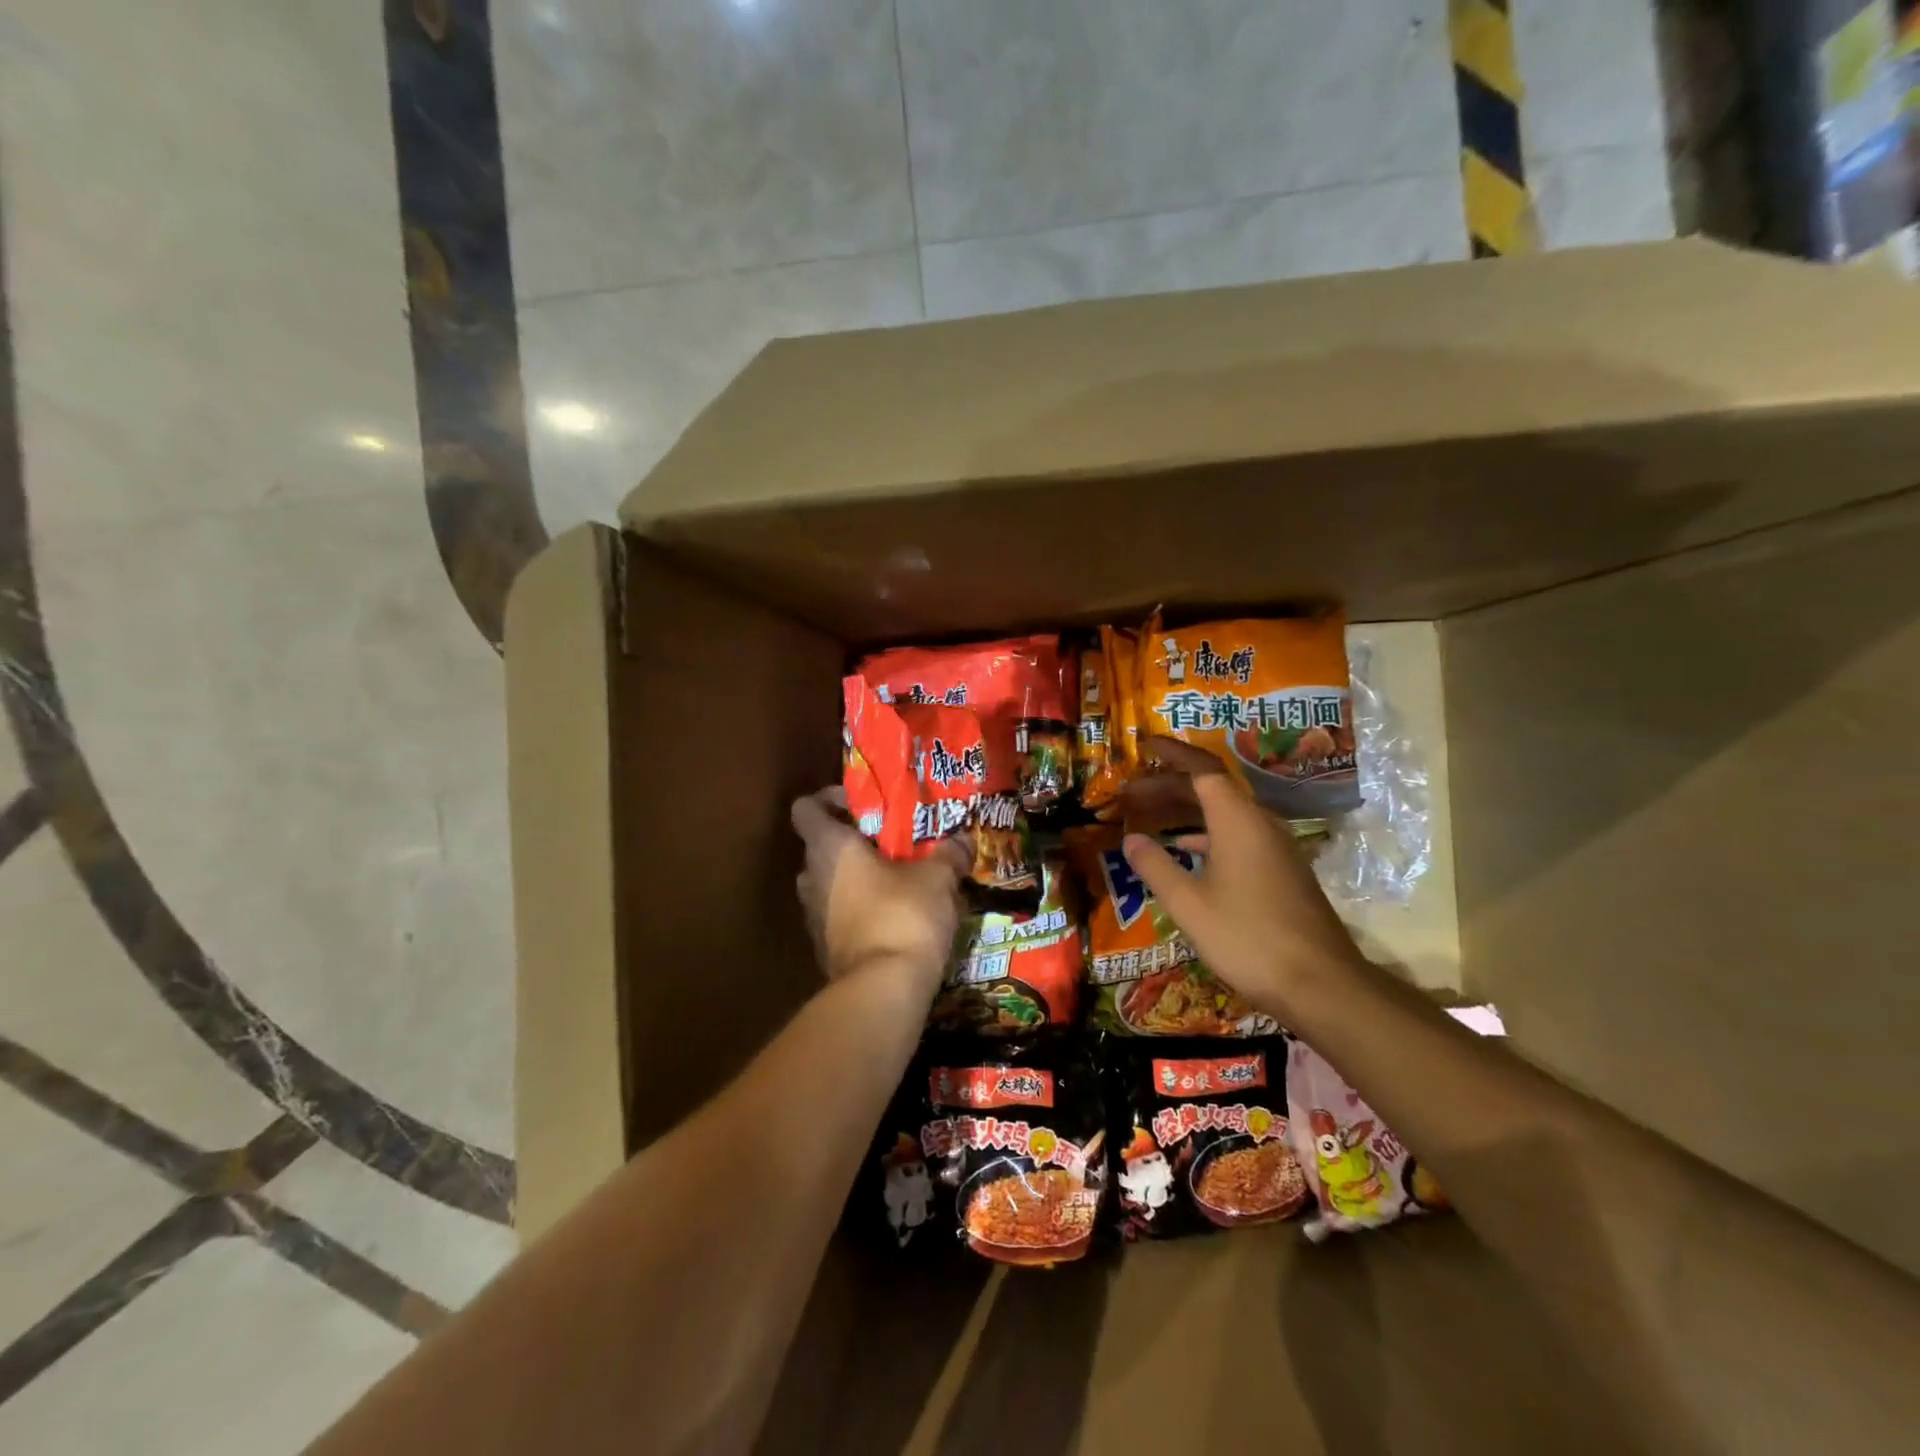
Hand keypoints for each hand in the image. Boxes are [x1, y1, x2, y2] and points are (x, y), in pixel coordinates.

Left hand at [790, 787, 969, 987]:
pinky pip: (840, 917)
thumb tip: (962, 839)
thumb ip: (948, 853)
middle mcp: (811, 877)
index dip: (830, 800)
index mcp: (829, 848)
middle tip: (892, 845)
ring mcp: (813, 917)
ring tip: (899, 881)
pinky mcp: (826, 949)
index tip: (864, 807)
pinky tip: (897, 918)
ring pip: (830, 884)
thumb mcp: (937, 877)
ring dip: (857, 880)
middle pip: (820, 847)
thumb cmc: (904, 915)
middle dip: (853, 843)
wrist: (884, 990)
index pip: (806, 808)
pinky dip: (860, 912)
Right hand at [1120, 738, 1362, 1019]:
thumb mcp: (1188, 904)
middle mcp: (1260, 823)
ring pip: (1224, 812)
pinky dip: (1206, 833)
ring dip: (1186, 809)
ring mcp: (1275, 846)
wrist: (1320, 984)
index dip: (1172, 753)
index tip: (1143, 745)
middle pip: (1211, 788)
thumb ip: (1155, 866)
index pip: (1202, 768)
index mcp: (1238, 820)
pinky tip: (1186, 850)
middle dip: (1168, 784)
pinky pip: (1237, 833)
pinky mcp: (1281, 869)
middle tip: (1130, 791)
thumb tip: (1130, 838)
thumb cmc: (1247, 938)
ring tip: (1150, 815)